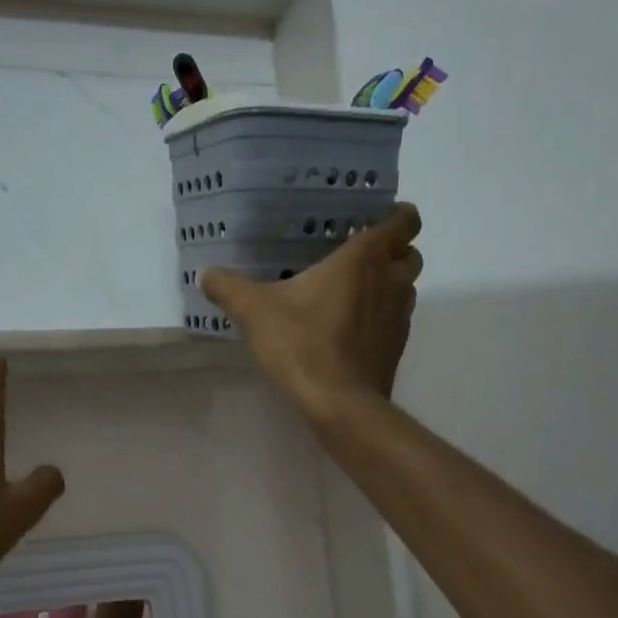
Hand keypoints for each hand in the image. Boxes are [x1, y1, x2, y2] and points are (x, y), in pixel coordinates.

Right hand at [202, 202, 423, 418]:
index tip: (374, 216)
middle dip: (393, 250)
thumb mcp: (255, 311)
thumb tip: (206, 274)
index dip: (397, 214)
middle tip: (357, 254)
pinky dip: (380, 316)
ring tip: (351, 290)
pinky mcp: (396, 347)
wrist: (340, 404)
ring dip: (388, 283)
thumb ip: (229, 287)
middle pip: (410, 253)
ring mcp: (400, 317)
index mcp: (364, 259)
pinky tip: (348, 327)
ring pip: (405, 287)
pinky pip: (395, 319)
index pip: (404, 221)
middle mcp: (391, 282)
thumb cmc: (303, 345)